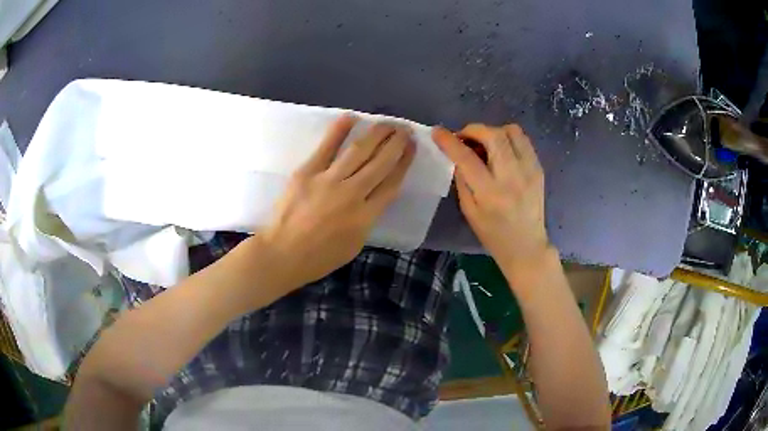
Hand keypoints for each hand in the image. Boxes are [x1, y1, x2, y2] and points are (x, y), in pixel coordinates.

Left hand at [258, 115, 414, 287]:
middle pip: (380, 162)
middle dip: (396, 143)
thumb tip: (372, 196)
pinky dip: (338, 131)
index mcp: (366, 216)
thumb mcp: (355, 244)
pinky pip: (326, 147)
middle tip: (404, 129)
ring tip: (387, 122)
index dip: (404, 162)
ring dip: (376, 133)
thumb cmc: (319, 257)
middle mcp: (352, 194)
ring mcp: (328, 180)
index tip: (411, 148)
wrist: (282, 254)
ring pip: (359, 151)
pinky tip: (351, 117)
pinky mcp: (307, 172)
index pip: (392, 182)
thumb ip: (367, 219)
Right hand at [432, 124, 550, 281]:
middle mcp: (512, 176)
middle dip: (474, 130)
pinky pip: (523, 140)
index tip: (438, 132)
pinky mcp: (538, 168)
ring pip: (512, 131)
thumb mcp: (469, 211)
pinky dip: (508, 139)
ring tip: (485, 144)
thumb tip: (458, 155)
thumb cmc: (493, 233)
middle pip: (493, 135)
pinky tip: (501, 152)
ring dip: (493, 131)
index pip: (467, 157)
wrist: (527, 245)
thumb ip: (462, 180)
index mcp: (490, 192)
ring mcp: (529, 170)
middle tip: (465, 138)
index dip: (449, 141)